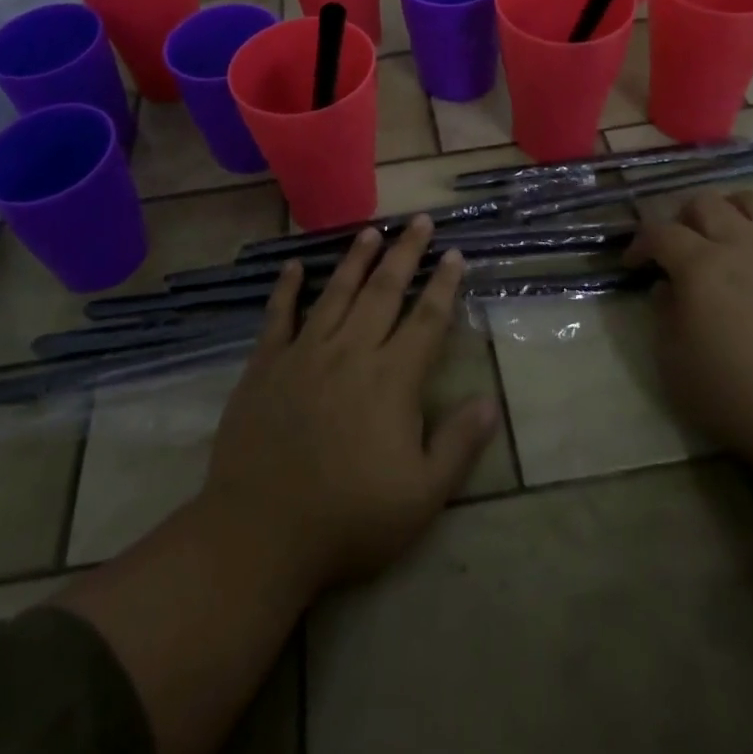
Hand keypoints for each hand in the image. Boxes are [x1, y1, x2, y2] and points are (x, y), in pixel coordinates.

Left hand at [200, 216, 499, 595]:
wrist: (261, 533)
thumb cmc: (349, 519)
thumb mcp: (421, 496)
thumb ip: (458, 444)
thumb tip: (491, 401)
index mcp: (392, 378)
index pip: (426, 319)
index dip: (444, 284)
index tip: (455, 253)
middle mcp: (351, 351)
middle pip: (384, 291)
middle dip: (406, 253)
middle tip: (420, 220)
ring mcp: (305, 353)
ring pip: (337, 293)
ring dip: (356, 260)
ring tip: (371, 231)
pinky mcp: (266, 365)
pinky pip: (279, 316)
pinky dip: (286, 288)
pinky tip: (294, 266)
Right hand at [628, 190, 752, 468]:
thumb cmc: (735, 395)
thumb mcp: (673, 361)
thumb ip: (664, 314)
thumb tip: (667, 288)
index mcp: (701, 266)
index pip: (660, 232)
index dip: (640, 243)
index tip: (634, 265)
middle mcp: (745, 246)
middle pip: (707, 203)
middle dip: (684, 216)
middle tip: (680, 243)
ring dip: (739, 205)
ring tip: (731, 223)